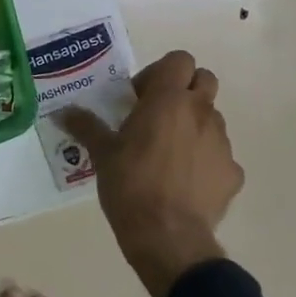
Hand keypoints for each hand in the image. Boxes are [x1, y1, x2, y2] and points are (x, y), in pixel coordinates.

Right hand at [60, 50, 242, 296]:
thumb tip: (62, 112)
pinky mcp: (233, 173)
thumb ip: (85, 126)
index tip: (140, 97)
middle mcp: (200, 112)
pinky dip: (206, 160)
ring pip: (213, 117)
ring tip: (169, 152)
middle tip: (159, 114)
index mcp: (168, 99)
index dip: (160, 72)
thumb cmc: (130, 184)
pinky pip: (220, 155)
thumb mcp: (102, 153)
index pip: (180, 59)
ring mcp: (222, 143)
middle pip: (204, 79)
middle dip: (185, 89)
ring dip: (194, 124)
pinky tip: (185, 182)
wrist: (168, 238)